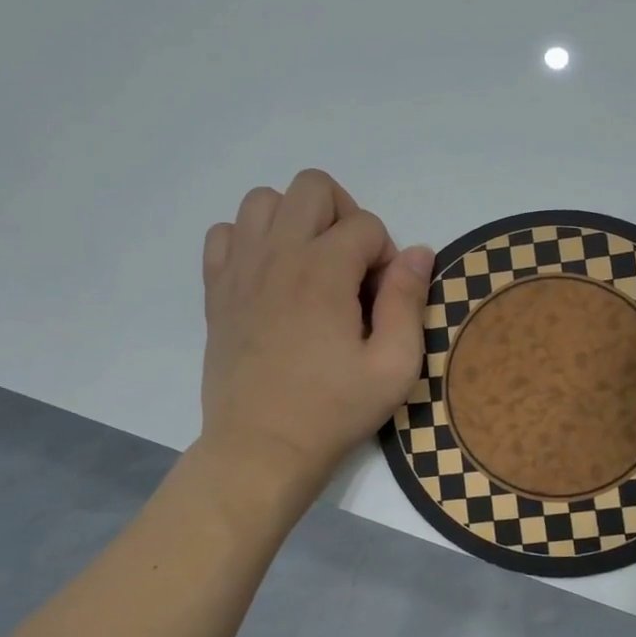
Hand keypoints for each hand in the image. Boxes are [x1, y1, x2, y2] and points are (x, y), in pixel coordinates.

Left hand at [199, 170, 432, 497]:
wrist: (261, 448)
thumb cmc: (333, 411)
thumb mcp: (394, 366)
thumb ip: (408, 301)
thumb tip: (419, 251)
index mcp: (323, 271)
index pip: (366, 225)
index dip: (386, 257)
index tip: (381, 300)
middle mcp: (277, 255)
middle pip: (312, 187)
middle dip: (344, 216)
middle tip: (351, 267)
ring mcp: (240, 269)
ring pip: (263, 199)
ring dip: (295, 220)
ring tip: (310, 265)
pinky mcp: (217, 290)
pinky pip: (225, 233)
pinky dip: (250, 240)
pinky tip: (269, 276)